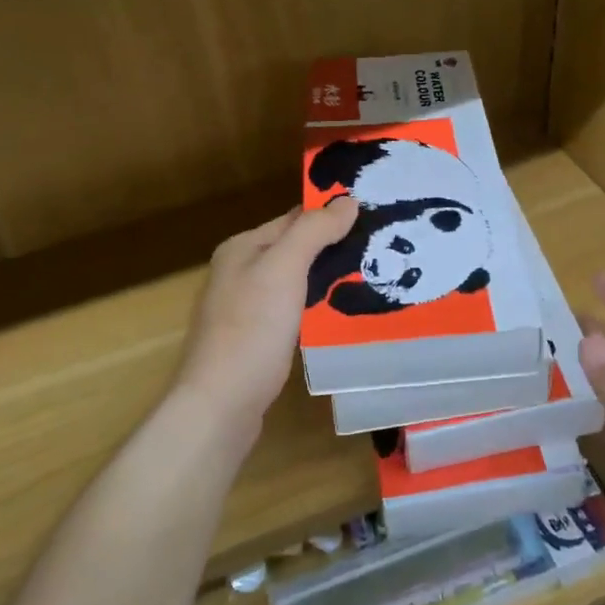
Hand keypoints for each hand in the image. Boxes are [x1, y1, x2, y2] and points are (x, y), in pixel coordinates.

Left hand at [169, 199, 359, 449]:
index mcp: (242, 248)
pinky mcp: (258, 340)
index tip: (375, 214)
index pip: (294, 218)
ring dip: (329, 278)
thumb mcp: (283, 269)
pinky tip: (346, 313)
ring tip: (375, 276)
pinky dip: (319, 307)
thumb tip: (347, 200)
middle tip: (383, 247)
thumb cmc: (251, 328)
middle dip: (335, 247)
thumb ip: (313, 232)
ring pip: (297, 282)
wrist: (221, 403)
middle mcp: (241, 272)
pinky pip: (295, 311)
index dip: (331, 214)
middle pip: (296, 249)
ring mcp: (248, 308)